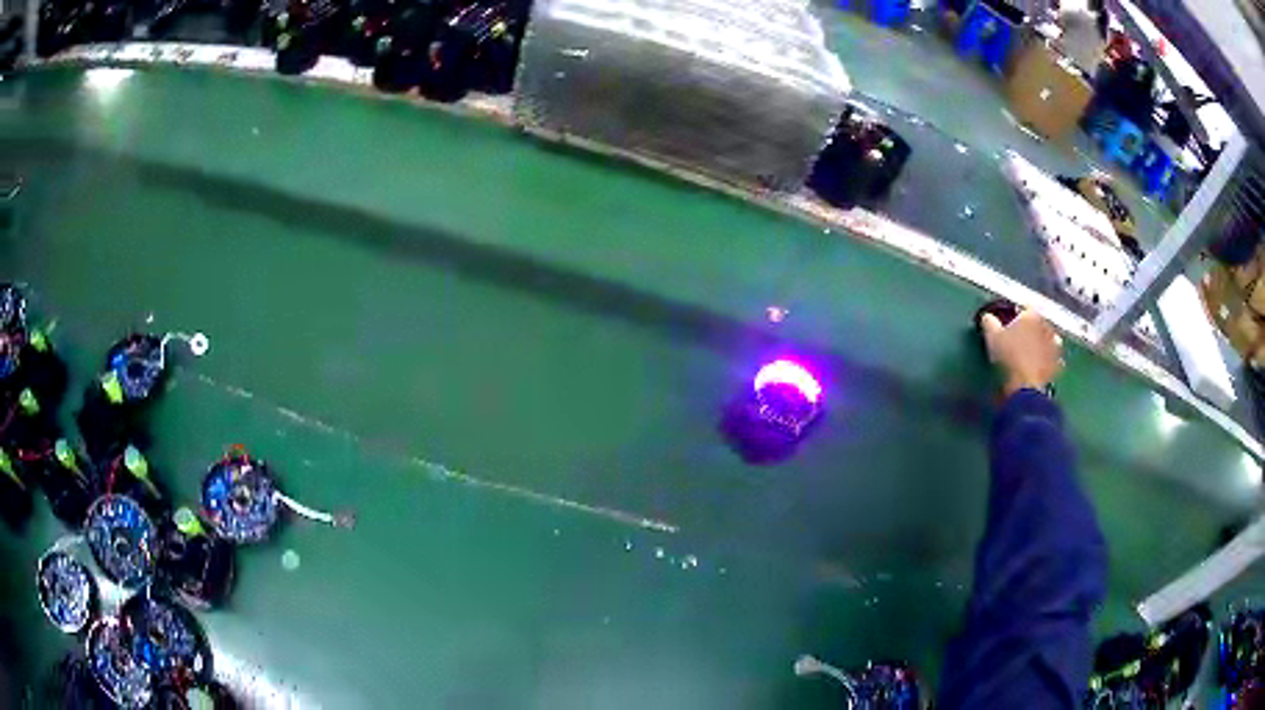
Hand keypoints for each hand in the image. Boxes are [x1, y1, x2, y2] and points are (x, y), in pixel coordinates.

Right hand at [981, 309, 1064, 396]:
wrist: (1025, 386)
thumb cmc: (1008, 356)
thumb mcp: (992, 337)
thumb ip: (989, 322)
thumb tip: (988, 317)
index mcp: (1031, 315)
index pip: (1026, 309)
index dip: (1018, 316)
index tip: (1011, 325)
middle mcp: (1046, 326)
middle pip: (1039, 323)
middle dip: (1033, 329)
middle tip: (1021, 339)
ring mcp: (1054, 345)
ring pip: (1050, 339)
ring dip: (1044, 343)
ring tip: (1033, 353)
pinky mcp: (1057, 364)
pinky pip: (1054, 359)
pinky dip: (1049, 361)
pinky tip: (1040, 367)